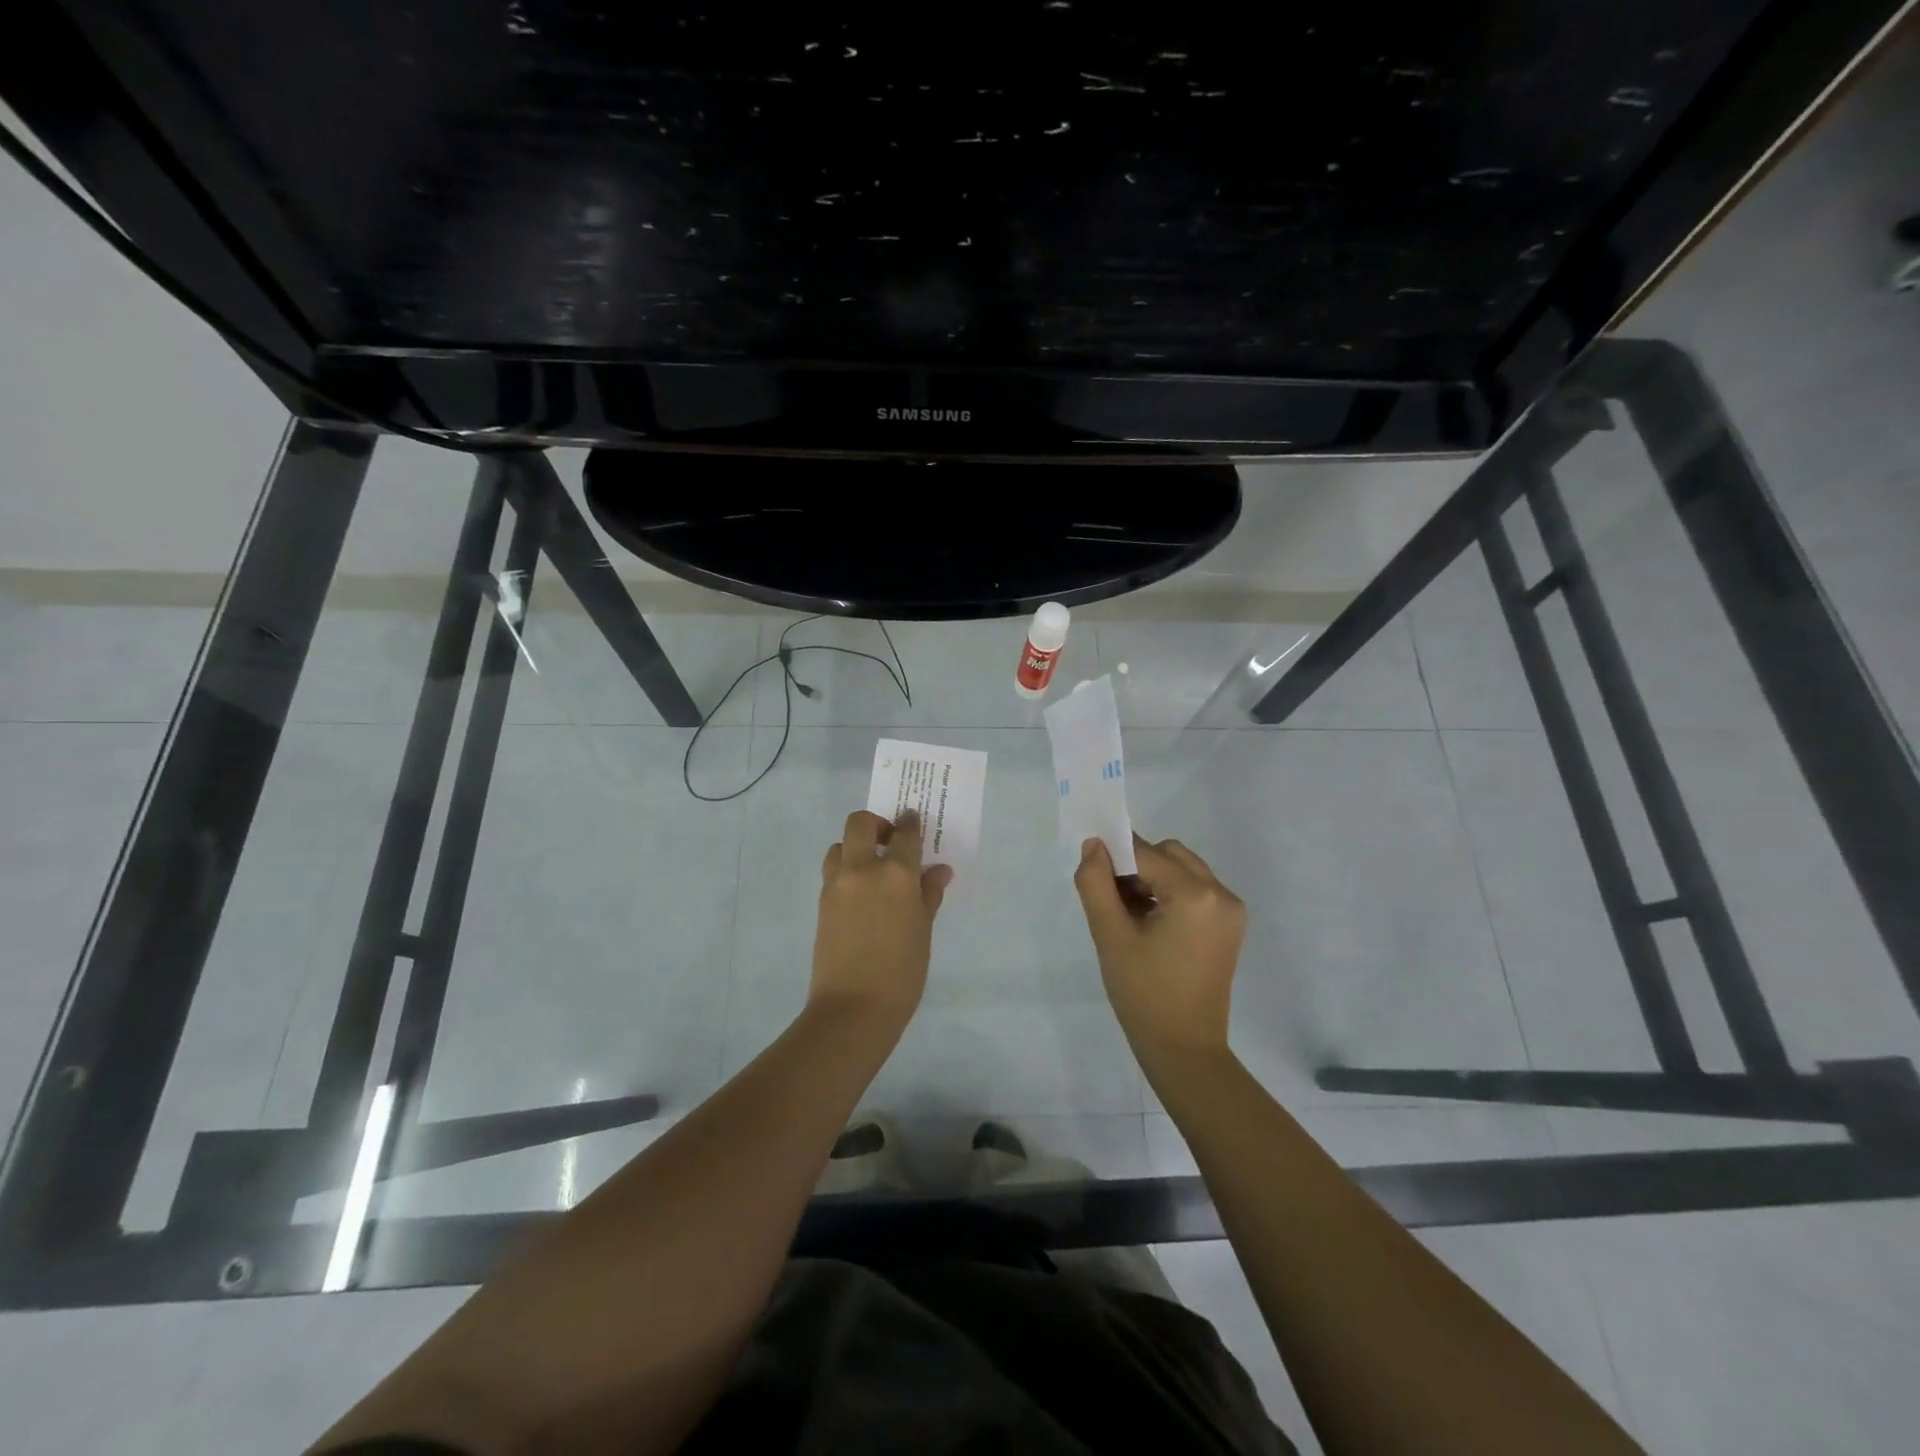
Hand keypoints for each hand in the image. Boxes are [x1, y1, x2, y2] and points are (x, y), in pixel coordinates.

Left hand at [810, 810, 952, 1033]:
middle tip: (890, 842)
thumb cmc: (901, 973)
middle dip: (876, 824)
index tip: (914, 820)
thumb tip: (938, 872)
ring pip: (840, 845)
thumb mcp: (923, 931)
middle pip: (861, 823)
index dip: (911, 824)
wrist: (853, 1009)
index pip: (904, 834)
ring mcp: (836, 884)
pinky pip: (834, 871)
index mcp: (895, 874)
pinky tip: (862, 893)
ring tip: (873, 870)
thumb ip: (928, 895)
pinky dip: (847, 870)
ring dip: (856, 847)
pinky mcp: (822, 902)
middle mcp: (862, 869)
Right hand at [1074, 835, 1245, 1063]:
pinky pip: (1195, 890)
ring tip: (1127, 916)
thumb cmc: (1144, 994)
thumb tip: (1094, 845)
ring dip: (1151, 879)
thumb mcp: (1110, 936)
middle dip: (1136, 866)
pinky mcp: (1229, 926)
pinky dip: (1168, 894)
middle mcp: (1222, 894)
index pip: (1145, 853)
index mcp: (1196, 894)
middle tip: (1111, 900)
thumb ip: (1096, 883)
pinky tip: (1148, 924)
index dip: (1114, 857)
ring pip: (1182, 869)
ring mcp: (1231, 910)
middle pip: (1169, 854)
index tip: (1091, 877)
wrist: (1185, 1050)